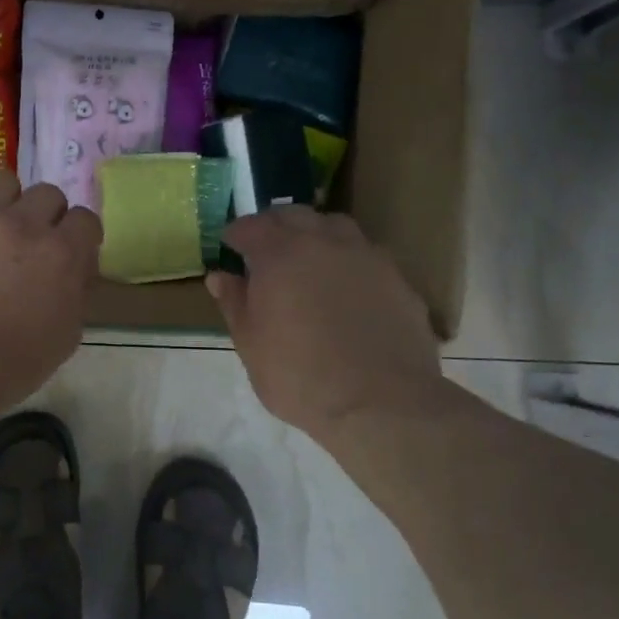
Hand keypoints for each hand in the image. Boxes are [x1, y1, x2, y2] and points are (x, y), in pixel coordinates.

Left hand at [0, 172, 102, 428]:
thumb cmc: (2, 370)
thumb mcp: (62, 341)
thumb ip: (75, 295)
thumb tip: (74, 271)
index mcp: (60, 255)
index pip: (85, 220)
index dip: (78, 237)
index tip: (68, 253)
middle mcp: (22, 224)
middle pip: (47, 194)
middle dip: (44, 217)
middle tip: (27, 245)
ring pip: (2, 181)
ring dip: (4, 203)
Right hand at [207, 207, 443, 443]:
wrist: (381, 403)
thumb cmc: (299, 376)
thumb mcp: (250, 345)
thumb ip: (234, 303)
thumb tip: (220, 276)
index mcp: (280, 254)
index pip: (250, 227)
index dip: (235, 234)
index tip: (228, 246)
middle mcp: (324, 242)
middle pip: (294, 215)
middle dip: (274, 225)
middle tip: (263, 248)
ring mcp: (366, 257)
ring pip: (335, 227)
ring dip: (315, 234)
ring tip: (307, 260)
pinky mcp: (398, 279)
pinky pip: (365, 255)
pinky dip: (347, 260)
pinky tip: (345, 288)